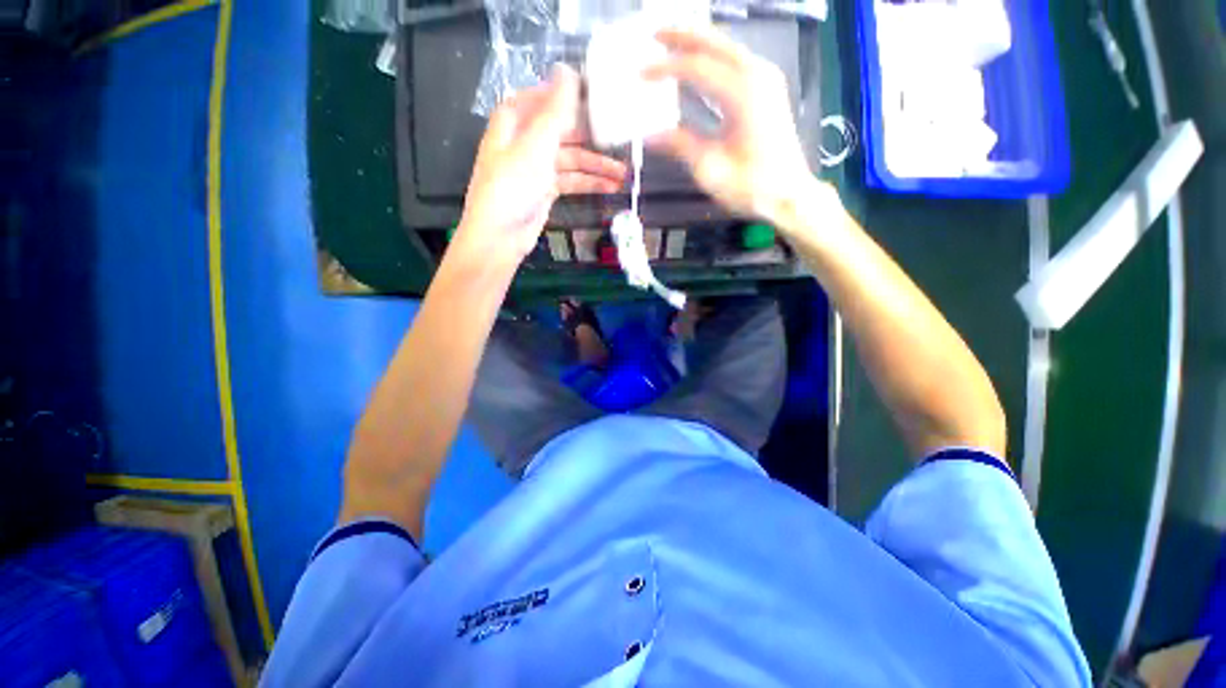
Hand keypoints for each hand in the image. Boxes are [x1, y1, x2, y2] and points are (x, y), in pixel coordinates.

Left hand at [453, 65, 626, 265]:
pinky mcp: (545, 191)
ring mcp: (535, 168)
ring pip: (570, 160)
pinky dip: (588, 183)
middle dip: (591, 138)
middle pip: (562, 131)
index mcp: (514, 121)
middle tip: (621, 140)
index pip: (542, 97)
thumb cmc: (513, 186)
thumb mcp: (536, 144)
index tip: (597, 97)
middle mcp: (524, 141)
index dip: (566, 95)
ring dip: (596, 167)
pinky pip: (570, 181)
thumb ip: (555, 109)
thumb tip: (567, 69)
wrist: (501, 235)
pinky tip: (609, 187)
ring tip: (623, 174)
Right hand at [646, 29, 819, 224]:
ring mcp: (766, 80)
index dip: (665, 69)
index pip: (696, 68)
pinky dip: (714, 59)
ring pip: (727, 49)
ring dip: (699, 44)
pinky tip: (700, 65)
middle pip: (715, 44)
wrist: (788, 195)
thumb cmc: (750, 186)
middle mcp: (757, 75)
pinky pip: (736, 63)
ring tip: (672, 42)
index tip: (640, 74)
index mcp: (742, 93)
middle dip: (684, 36)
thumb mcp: (710, 168)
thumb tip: (650, 135)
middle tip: (654, 33)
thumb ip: (681, 144)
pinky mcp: (768, 91)